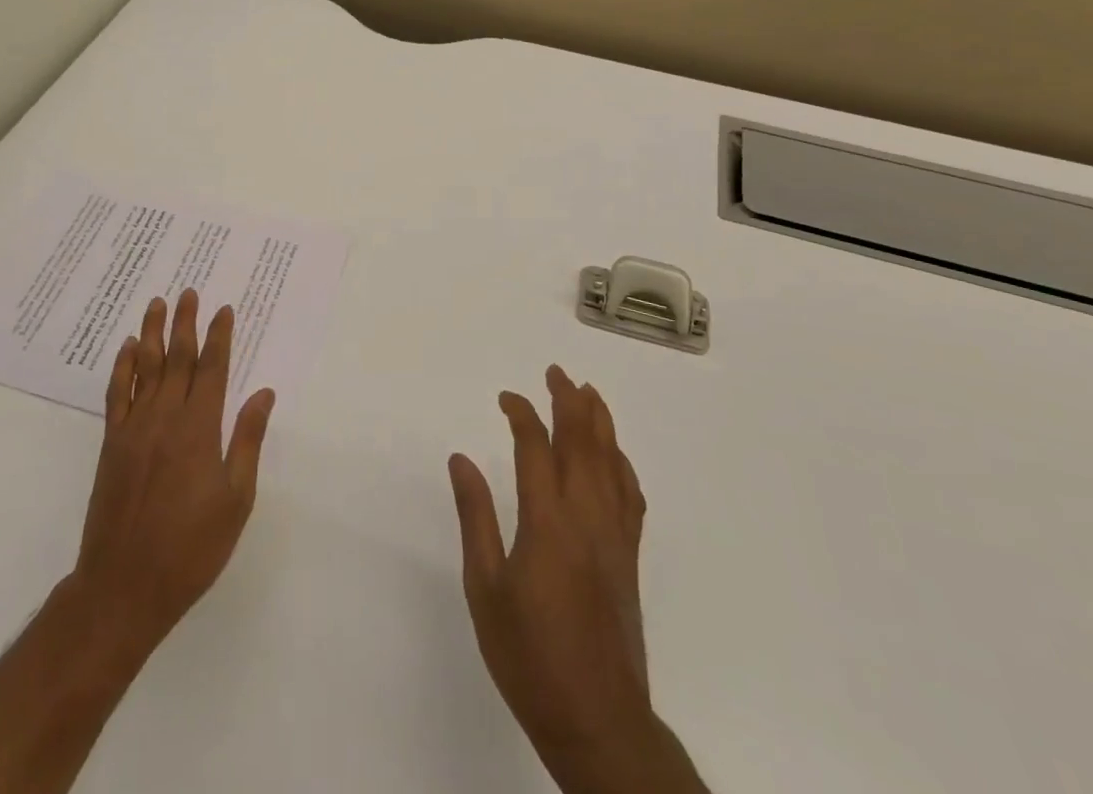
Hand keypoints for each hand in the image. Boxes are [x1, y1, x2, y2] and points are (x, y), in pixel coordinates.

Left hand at [0, 291, 272, 793]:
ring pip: (144, 367)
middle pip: (177, 358)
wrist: (124, 586)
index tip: (223, 309)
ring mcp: (134, 428)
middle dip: (185, 322)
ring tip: (156, 303)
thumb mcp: (236, 499)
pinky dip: (122, 367)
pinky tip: (126, 348)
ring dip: (151, 333)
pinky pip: (117, 394)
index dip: (219, 336)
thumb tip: (263, 393)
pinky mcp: (112, 443)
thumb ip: (247, 440)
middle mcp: (166, 417)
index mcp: (200, 428)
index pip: (213, 369)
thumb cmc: (191, 547)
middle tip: (187, 291)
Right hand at [448, 366, 706, 793]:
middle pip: (582, 443)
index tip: (506, 397)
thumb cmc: (529, 656)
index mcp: (547, 522)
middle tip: (556, 372)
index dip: (522, 414)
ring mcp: (614, 537)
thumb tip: (461, 458)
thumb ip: (475, 517)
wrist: (597, 721)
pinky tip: (615, 454)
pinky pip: (631, 494)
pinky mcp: (629, 558)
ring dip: (600, 422)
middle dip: (569, 401)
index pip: (536, 448)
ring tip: (588, 392)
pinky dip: (622, 463)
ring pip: (612, 462)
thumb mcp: (485, 588)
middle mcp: (586, 518)